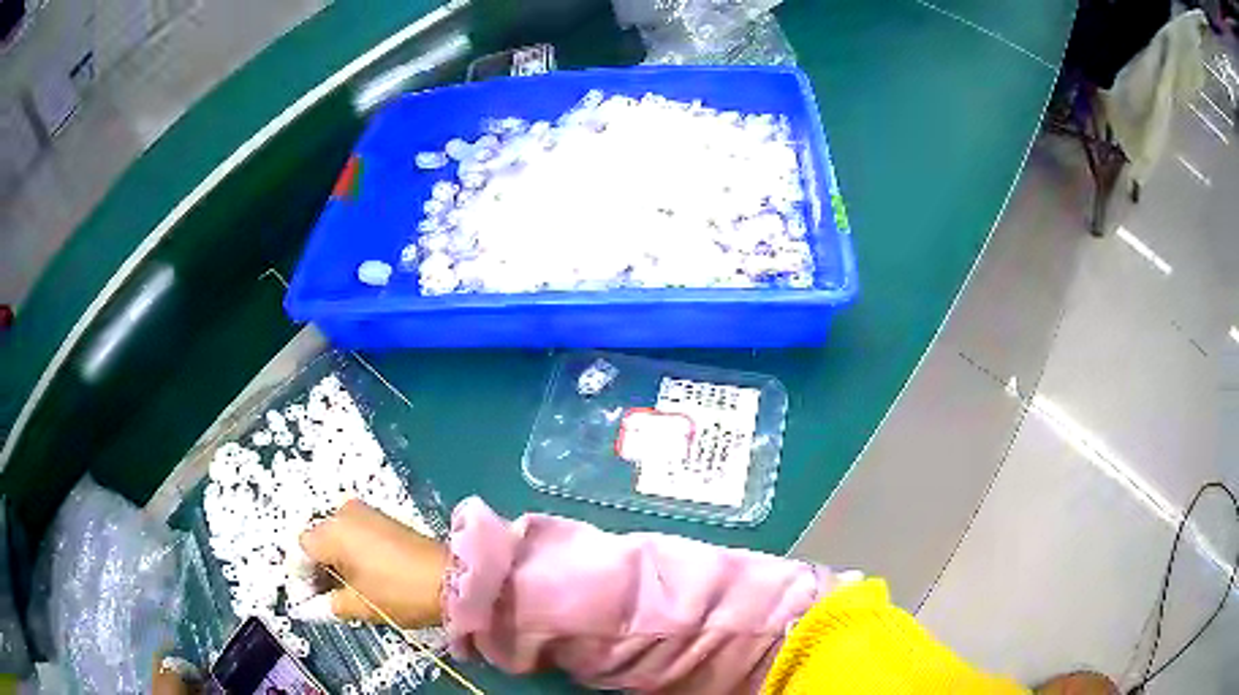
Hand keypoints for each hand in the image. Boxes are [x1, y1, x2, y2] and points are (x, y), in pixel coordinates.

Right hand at [298, 499, 448, 627]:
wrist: (453, 579)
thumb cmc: (398, 593)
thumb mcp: (357, 605)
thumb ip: (326, 604)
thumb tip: (307, 608)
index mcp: (331, 532)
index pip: (301, 551)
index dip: (303, 577)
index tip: (312, 600)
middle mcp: (343, 514)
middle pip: (317, 541)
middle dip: (318, 569)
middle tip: (329, 599)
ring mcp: (365, 513)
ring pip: (335, 537)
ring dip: (335, 561)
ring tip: (349, 591)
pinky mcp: (383, 518)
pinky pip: (354, 534)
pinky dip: (351, 553)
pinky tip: (364, 577)